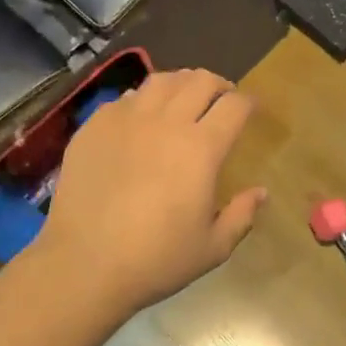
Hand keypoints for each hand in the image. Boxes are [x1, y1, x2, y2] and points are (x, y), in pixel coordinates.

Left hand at [35, 69, 265, 316]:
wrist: (84, 265)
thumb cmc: (156, 260)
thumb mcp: (212, 248)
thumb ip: (241, 215)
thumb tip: (260, 192)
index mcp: (201, 148)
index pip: (234, 105)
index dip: (248, 103)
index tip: (250, 111)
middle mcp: (166, 122)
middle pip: (200, 80)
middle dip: (218, 85)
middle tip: (221, 100)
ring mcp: (126, 119)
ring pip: (161, 80)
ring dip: (180, 84)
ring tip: (183, 99)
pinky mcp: (94, 126)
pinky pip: (125, 98)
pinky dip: (142, 100)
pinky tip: (141, 118)